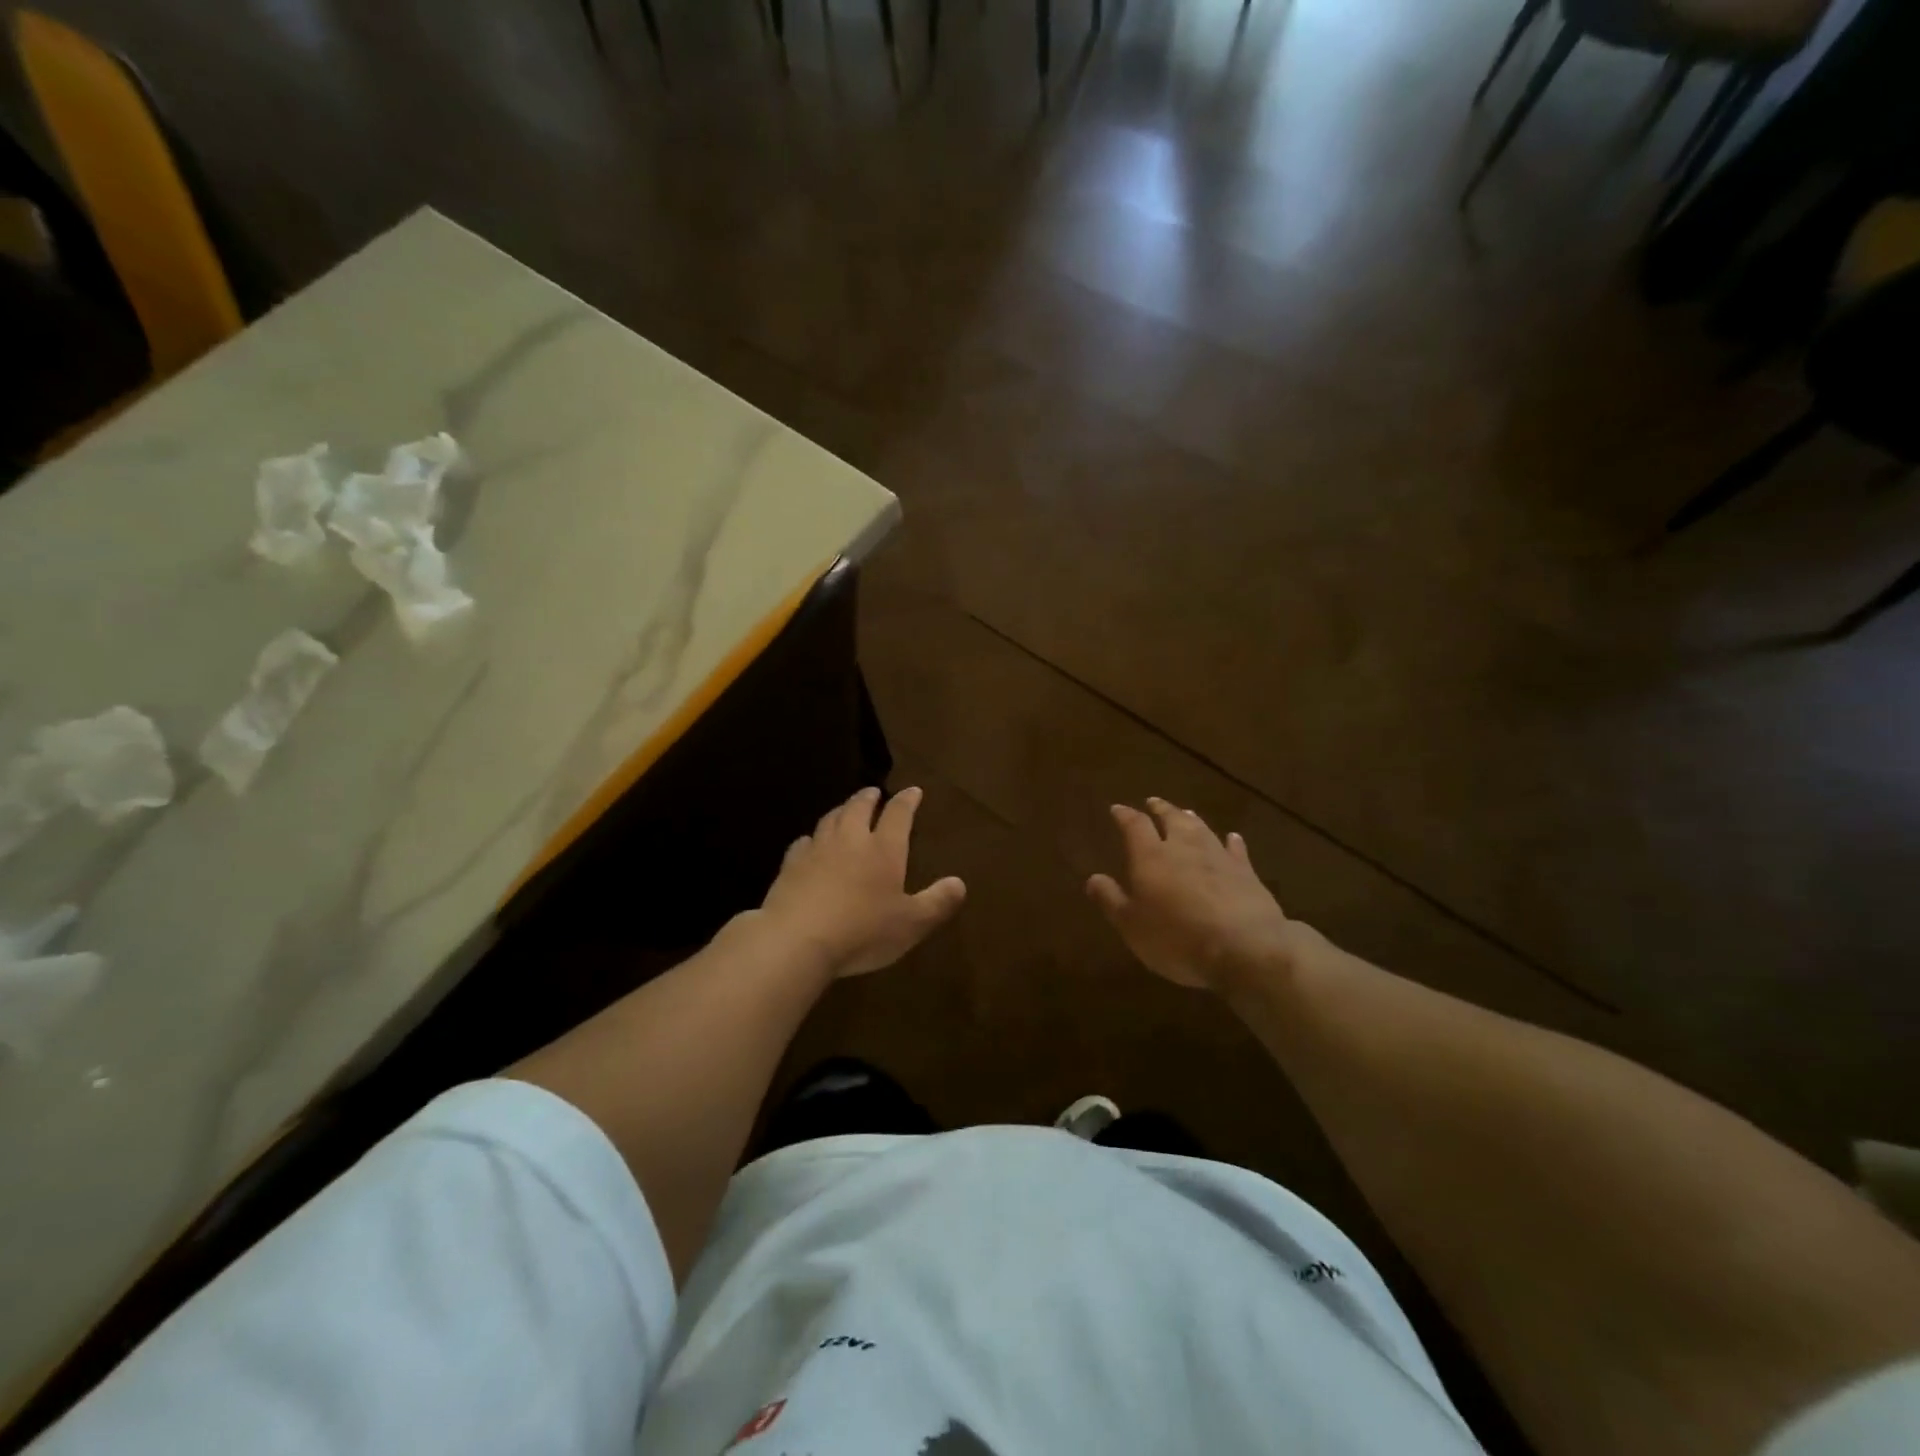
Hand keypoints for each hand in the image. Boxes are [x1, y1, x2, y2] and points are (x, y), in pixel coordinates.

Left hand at [755, 786, 966, 979]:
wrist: (796, 939)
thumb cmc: (862, 931)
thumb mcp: (911, 924)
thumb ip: (937, 902)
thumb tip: (959, 883)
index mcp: (884, 849)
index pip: (898, 814)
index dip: (907, 801)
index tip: (913, 790)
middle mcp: (850, 840)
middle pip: (858, 808)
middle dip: (869, 797)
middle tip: (873, 792)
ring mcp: (817, 850)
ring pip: (830, 819)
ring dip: (841, 810)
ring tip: (845, 809)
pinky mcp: (790, 866)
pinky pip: (803, 843)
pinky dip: (811, 838)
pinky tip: (809, 843)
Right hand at [1087, 798, 1297, 992]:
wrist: (1245, 947)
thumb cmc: (1177, 938)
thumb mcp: (1132, 926)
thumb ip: (1111, 900)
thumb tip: (1092, 878)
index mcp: (1151, 857)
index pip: (1135, 826)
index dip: (1125, 815)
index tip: (1117, 808)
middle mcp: (1184, 847)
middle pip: (1172, 819)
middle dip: (1160, 809)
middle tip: (1153, 802)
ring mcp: (1219, 856)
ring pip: (1202, 828)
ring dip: (1191, 819)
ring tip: (1185, 812)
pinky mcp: (1246, 872)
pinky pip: (1236, 849)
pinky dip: (1232, 841)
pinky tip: (1232, 837)